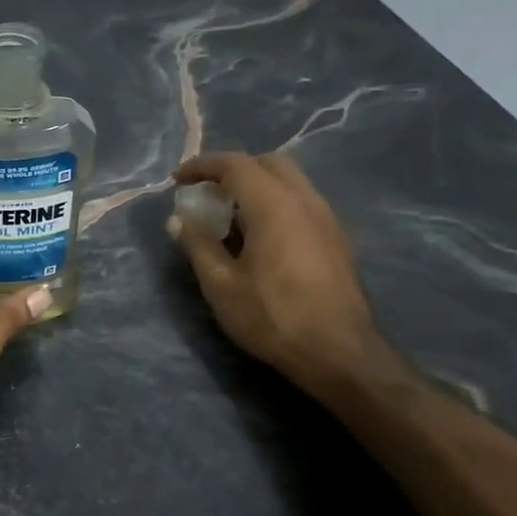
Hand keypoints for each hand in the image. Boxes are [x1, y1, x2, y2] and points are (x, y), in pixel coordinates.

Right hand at [168, 150, 388, 394]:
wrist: (338, 352)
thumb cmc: (272, 316)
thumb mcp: (220, 284)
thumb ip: (198, 244)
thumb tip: (179, 219)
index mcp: (274, 206)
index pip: (235, 164)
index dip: (203, 166)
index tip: (178, 180)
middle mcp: (305, 201)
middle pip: (268, 163)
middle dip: (233, 169)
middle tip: (206, 192)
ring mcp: (327, 218)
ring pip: (290, 181)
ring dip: (256, 186)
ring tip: (229, 215)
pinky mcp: (336, 238)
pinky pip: (301, 202)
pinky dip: (275, 203)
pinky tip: (259, 236)